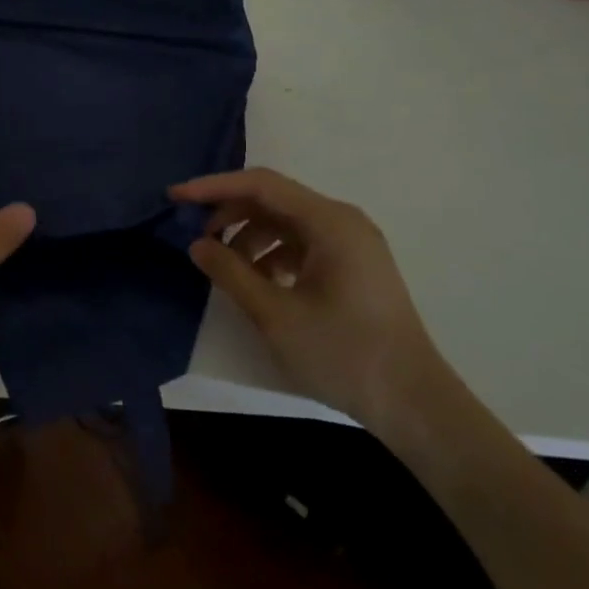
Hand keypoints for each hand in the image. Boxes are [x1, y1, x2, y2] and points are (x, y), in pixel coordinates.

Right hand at [170, 168, 440, 429]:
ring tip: (225, 268)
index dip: (213, 187)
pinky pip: (302, 244)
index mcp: (330, 222)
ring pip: (286, 222)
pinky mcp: (352, 266)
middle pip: (273, 199)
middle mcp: (342, 221)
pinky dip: (272, 254)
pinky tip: (258, 282)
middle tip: (196, 237)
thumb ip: (231, 273)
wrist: (414, 403)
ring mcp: (351, 243)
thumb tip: (197, 245)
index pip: (261, 185)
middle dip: (229, 213)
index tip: (175, 197)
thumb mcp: (275, 314)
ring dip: (249, 236)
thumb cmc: (344, 354)